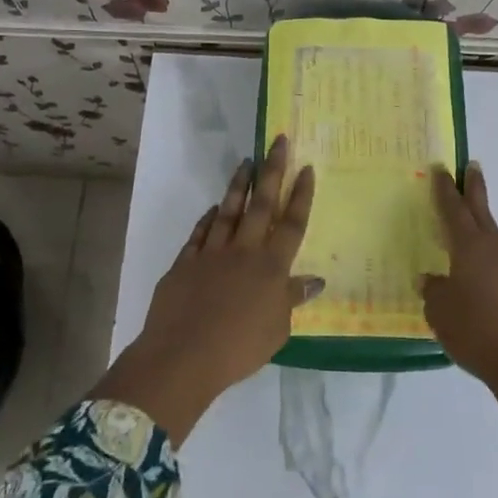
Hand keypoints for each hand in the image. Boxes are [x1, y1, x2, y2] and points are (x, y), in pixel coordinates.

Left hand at [140, 135, 320, 387]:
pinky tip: (214, 207)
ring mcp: (212, 253)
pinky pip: (201, 232)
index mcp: (271, 267)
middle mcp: (244, 251)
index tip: (306, 168)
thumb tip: (314, 280)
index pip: (292, 224)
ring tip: (247, 161)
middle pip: (262, 204)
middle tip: (278, 141)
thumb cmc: (239, 348)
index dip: (301, 195)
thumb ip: (292, 299)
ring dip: (239, 185)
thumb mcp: (277, 330)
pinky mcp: (186, 261)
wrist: (183, 356)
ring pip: (229, 210)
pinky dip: (209, 218)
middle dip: (272, 170)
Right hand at [422, 163, 497, 389]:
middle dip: (474, 188)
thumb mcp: (441, 313)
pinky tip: (483, 286)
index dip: (445, 189)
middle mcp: (496, 249)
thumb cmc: (477, 333)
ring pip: (493, 242)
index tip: (441, 168)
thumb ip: (434, 291)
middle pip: (481, 211)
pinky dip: (490, 266)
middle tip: (471, 166)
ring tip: (465, 241)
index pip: (453, 210)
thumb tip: (432, 279)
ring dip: (481, 233)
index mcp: (470, 248)